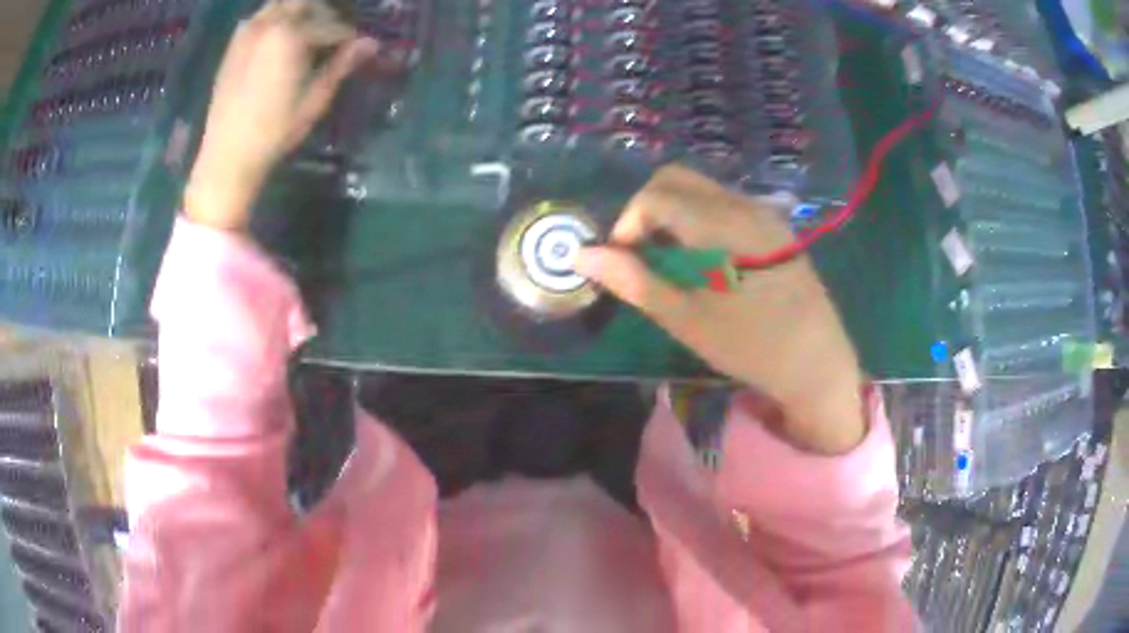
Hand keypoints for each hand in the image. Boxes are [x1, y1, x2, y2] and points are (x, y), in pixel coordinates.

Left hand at [185, 0, 377, 230]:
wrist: (226, 157)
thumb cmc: (274, 132)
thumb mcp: (314, 99)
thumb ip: (341, 64)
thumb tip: (371, 43)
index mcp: (291, 35)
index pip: (331, 25)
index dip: (347, 37)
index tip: (356, 47)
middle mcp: (268, 24)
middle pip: (304, 2)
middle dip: (323, 14)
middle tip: (331, 34)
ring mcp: (246, 33)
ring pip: (279, 5)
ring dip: (297, 13)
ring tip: (305, 35)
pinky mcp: (232, 47)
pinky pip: (258, 19)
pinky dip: (273, 21)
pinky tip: (278, 43)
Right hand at [575, 165, 865, 453]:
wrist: (816, 362)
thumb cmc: (750, 345)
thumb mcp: (686, 318)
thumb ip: (634, 280)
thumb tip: (582, 255)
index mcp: (719, 224)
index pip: (655, 195)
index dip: (627, 222)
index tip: (622, 260)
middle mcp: (742, 204)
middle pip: (677, 178)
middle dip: (647, 208)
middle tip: (641, 253)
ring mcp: (763, 212)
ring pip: (702, 189)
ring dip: (673, 212)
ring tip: (670, 258)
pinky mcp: (775, 226)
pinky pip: (725, 203)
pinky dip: (699, 217)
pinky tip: (704, 257)